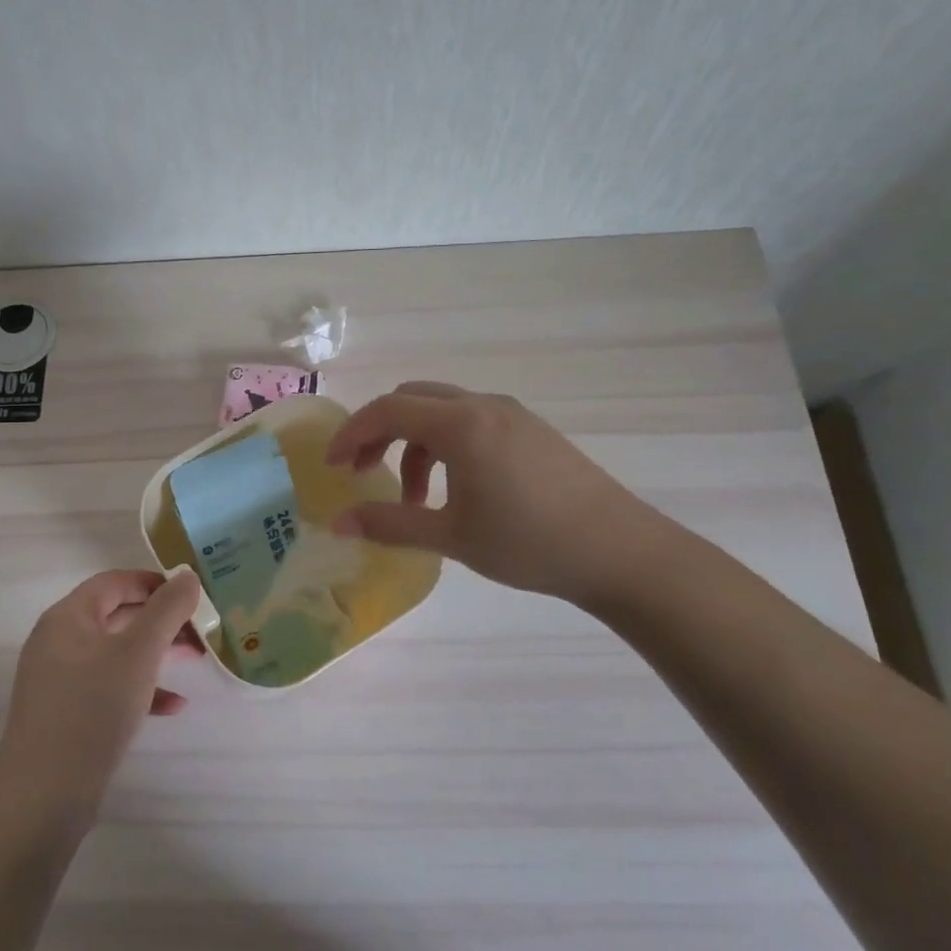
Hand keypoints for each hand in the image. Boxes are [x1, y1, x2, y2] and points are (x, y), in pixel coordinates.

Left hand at [0, 570, 204, 818]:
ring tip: (197, 658)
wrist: (43, 795)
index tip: (192, 593)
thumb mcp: (139, 653)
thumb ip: (166, 610)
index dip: (154, 582)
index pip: (114, 582)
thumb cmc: (93, 708)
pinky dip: (141, 689)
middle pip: (118, 615)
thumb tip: (187, 576)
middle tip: (201, 627)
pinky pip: (110, 687)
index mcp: (68, 617)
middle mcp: (60, 641)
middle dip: (162, 619)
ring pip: (118, 652)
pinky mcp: (68, 713)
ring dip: (157, 652)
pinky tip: (174, 706)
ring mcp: (61, 680)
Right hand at [325, 381, 665, 608]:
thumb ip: (388, 524)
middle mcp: (483, 405)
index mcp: (459, 424)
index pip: (387, 410)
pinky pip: (471, 421)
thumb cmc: (528, 543)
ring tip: (415, 498)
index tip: (331, 467)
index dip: (351, 434)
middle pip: (411, 400)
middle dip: (379, 432)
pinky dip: (445, 445)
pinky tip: (455, 489)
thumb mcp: (450, 536)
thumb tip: (337, 523)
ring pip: (442, 410)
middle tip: (363, 473)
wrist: (619, 551)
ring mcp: (511, 414)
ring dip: (414, 444)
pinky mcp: (531, 429)